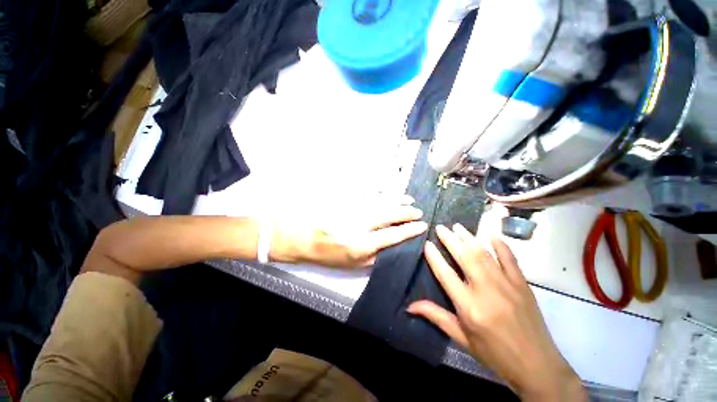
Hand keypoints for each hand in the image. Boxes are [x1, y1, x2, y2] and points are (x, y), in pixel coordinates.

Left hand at [270, 197, 427, 267]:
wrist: (304, 237)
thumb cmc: (327, 254)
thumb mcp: (352, 265)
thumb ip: (374, 257)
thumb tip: (393, 247)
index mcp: (362, 244)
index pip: (393, 234)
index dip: (409, 230)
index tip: (421, 226)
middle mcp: (361, 225)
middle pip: (390, 215)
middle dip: (407, 212)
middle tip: (418, 211)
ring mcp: (354, 210)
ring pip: (382, 202)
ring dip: (397, 200)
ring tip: (409, 199)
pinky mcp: (348, 201)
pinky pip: (369, 195)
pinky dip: (383, 194)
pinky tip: (390, 193)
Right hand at [407, 224, 586, 400]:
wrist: (537, 366)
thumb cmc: (494, 354)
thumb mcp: (461, 338)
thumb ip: (436, 317)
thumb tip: (409, 306)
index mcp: (469, 307)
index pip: (445, 274)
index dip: (434, 257)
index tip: (427, 243)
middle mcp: (486, 291)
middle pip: (464, 257)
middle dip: (450, 239)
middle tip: (440, 227)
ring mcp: (507, 284)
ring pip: (483, 254)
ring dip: (468, 237)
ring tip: (457, 226)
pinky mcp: (522, 284)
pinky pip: (510, 258)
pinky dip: (500, 244)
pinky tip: (491, 233)